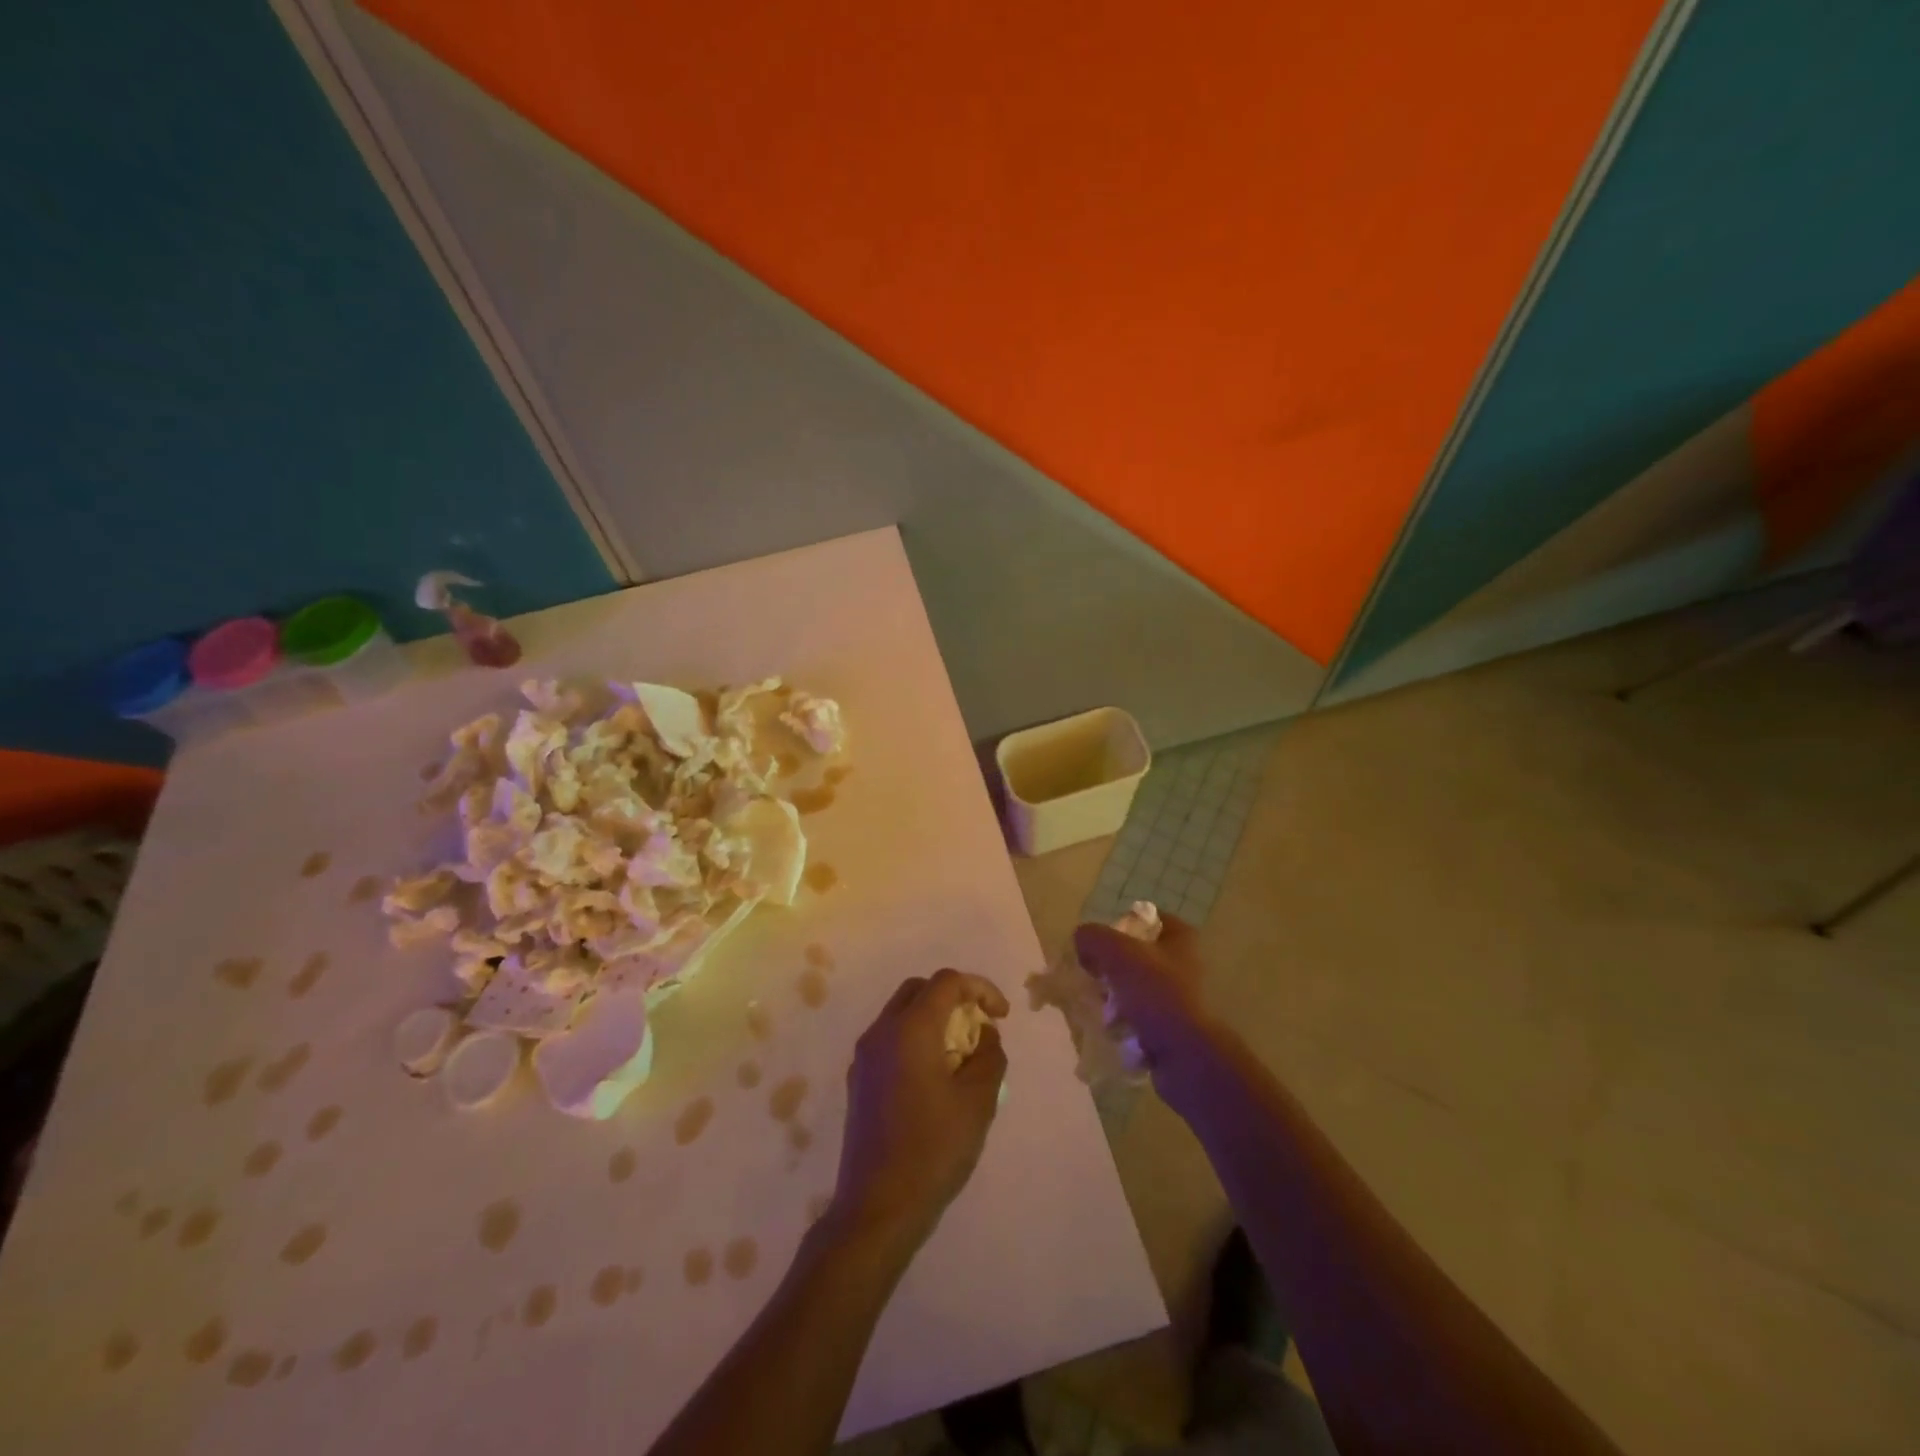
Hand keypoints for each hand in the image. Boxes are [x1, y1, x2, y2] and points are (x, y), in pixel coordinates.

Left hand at [829, 970, 1009, 1252]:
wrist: (878, 1207)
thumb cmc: (933, 1149)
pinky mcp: (858, 1080)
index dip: (980, 989)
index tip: (1001, 1018)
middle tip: (978, 1028)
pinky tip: (934, 1079)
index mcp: (910, 1028)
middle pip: (920, 990)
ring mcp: (864, 1056)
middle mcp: (881, 1031)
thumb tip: (985, 1035)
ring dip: (934, 1020)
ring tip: (961, 1056)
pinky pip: (890, 1040)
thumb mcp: (979, 1101)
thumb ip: (989, 1056)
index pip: (947, 981)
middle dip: (954, 998)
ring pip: (901, 1014)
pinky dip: (915, 1040)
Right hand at [1071, 913, 1210, 1072]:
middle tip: (1094, 979)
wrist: (1186, 1056)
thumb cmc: (1156, 993)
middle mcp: (1184, 965)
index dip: (1118, 927)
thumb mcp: (1117, 952)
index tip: (1099, 946)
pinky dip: (1123, 1023)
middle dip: (1110, 968)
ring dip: (1113, 999)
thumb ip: (1092, 937)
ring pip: (1133, 989)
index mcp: (1180, 939)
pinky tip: (1112, 1031)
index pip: (1144, 919)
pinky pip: (1138, 1019)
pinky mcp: (1173, 1029)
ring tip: (1101, 1010)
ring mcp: (1180, 999)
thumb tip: (1081, 941)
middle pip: (1134, 956)